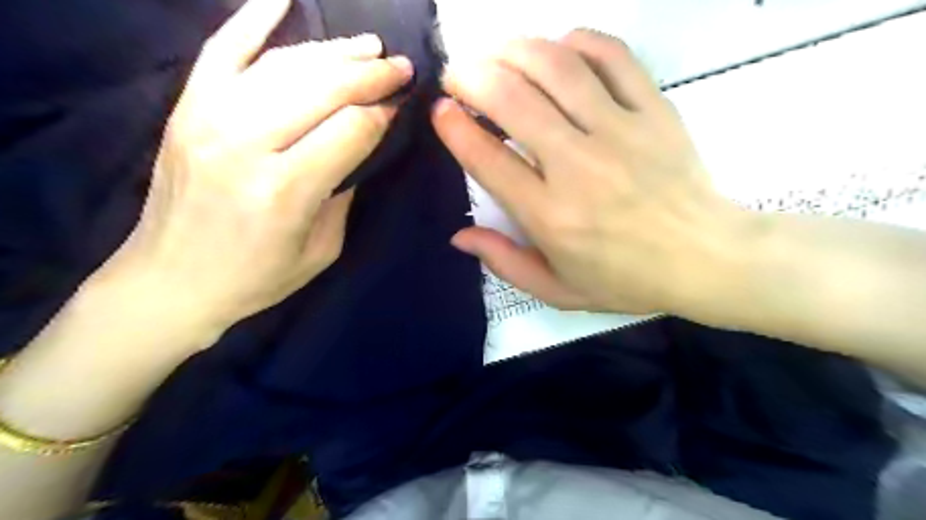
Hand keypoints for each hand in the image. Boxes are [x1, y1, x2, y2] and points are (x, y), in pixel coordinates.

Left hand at [98, 0, 411, 330]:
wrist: (171, 281)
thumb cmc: (257, 276)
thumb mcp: (322, 249)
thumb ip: (344, 193)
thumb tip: (360, 146)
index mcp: (286, 188)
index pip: (352, 128)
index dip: (384, 112)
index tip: (403, 105)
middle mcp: (247, 142)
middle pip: (324, 88)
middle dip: (371, 74)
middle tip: (401, 67)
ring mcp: (210, 117)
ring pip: (284, 64)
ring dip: (334, 51)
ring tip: (368, 47)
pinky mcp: (187, 108)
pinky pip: (222, 49)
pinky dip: (252, 17)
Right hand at [434, 31, 751, 315]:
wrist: (705, 259)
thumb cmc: (626, 279)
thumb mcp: (557, 290)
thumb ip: (504, 262)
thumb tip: (459, 235)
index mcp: (550, 215)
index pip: (488, 159)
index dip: (455, 128)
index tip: (441, 111)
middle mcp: (578, 166)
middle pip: (513, 100)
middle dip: (472, 77)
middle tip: (458, 76)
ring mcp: (620, 132)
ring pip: (557, 68)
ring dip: (515, 51)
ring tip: (495, 52)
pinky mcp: (654, 111)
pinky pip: (612, 57)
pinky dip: (578, 42)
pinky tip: (558, 48)